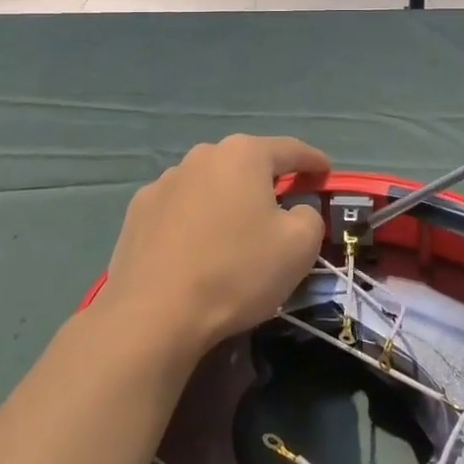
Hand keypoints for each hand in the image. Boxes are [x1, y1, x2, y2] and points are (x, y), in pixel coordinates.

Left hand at [99, 134, 329, 357]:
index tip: (325, 173)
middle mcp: (202, 156)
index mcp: (243, 155)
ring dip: (227, 199)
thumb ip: (309, 216)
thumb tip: (295, 211)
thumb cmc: (236, 271)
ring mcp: (164, 181)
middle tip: (283, 207)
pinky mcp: (138, 211)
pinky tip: (196, 248)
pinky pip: (180, 208)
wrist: (153, 314)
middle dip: (267, 181)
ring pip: (210, 184)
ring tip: (235, 233)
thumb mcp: (299, 246)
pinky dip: (195, 219)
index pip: (290, 150)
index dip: (313, 161)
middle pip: (246, 163)